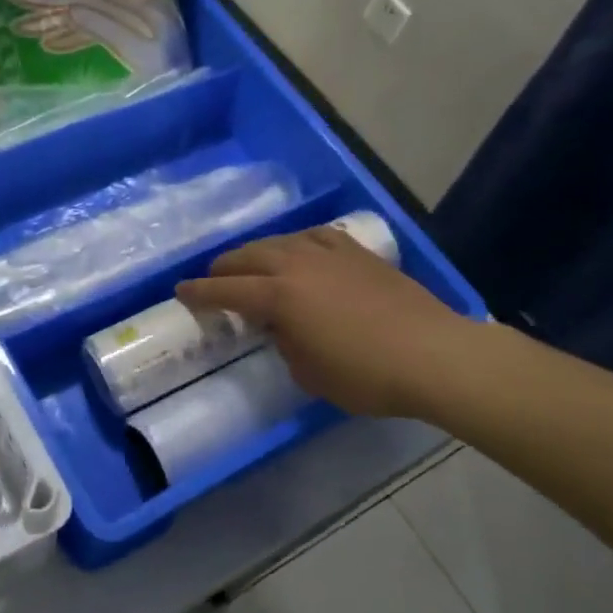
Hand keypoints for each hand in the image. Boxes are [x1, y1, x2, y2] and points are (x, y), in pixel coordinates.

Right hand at [177, 226, 476, 418]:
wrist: (433, 355)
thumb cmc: (364, 375)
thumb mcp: (308, 373)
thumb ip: (285, 343)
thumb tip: (284, 328)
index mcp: (279, 295)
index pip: (226, 290)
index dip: (199, 292)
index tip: (180, 291)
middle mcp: (298, 264)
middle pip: (249, 256)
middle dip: (224, 268)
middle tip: (213, 280)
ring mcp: (330, 254)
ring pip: (281, 240)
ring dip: (258, 252)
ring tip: (253, 264)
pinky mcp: (359, 253)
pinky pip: (316, 237)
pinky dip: (298, 243)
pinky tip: (301, 251)